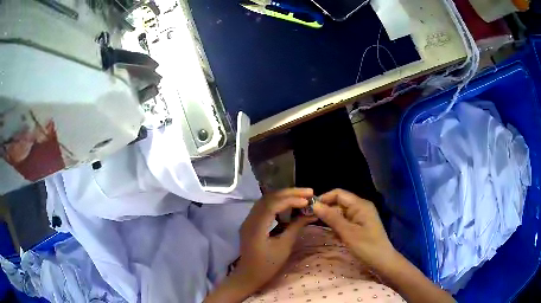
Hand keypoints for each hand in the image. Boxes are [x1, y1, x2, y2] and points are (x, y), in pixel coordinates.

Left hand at [235, 188, 317, 289]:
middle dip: (289, 193)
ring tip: (301, 195)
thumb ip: (295, 228)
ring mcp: (248, 220)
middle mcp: (249, 219)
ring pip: (266, 200)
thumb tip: (310, 214)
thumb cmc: (267, 265)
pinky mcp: (251, 222)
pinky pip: (264, 207)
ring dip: (283, 196)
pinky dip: (277, 202)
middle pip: (268, 198)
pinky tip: (289, 203)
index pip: (272, 205)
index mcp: (256, 227)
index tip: (307, 201)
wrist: (249, 275)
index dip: (290, 200)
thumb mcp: (284, 247)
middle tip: (308, 192)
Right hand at [313, 189, 395, 270]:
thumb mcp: (347, 232)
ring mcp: (361, 216)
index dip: (324, 198)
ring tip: (322, 229)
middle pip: (339, 202)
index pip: (339, 194)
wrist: (382, 261)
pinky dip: (338, 226)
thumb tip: (314, 205)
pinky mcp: (360, 225)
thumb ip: (331, 218)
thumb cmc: (366, 246)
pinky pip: (345, 221)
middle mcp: (361, 207)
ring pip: (341, 213)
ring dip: (331, 220)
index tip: (310, 208)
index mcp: (360, 205)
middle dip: (326, 210)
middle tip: (311, 220)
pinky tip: (334, 235)